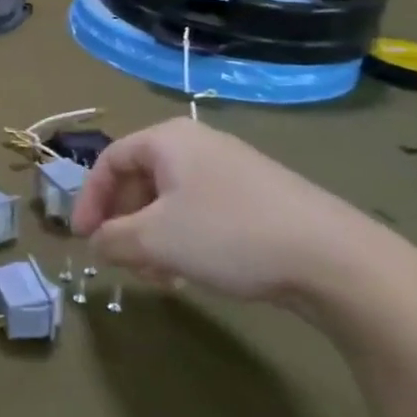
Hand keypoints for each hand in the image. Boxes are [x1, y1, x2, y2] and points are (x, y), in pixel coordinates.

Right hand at [70, 118, 406, 305]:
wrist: (334, 258)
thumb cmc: (228, 235)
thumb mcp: (154, 240)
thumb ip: (111, 239)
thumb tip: (97, 242)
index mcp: (168, 140)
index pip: (109, 161)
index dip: (88, 200)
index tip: (83, 239)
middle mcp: (198, 144)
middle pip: (140, 180)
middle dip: (124, 224)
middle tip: (122, 261)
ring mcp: (232, 168)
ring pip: (170, 201)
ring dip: (152, 238)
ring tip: (158, 276)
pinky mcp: (258, 196)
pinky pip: (201, 211)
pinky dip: (184, 239)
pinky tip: (192, 273)